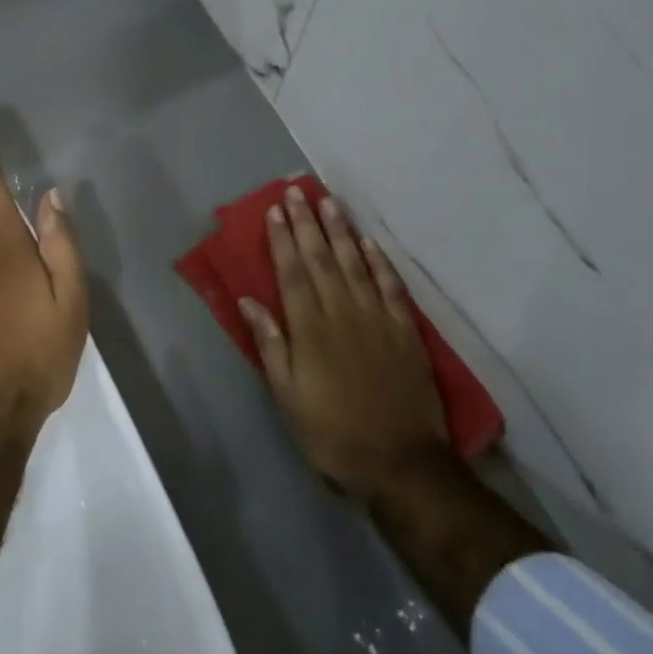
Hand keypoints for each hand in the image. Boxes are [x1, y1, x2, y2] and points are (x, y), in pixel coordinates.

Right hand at [241, 188, 447, 499]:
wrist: (400, 462)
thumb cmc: (332, 432)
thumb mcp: (287, 396)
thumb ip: (270, 344)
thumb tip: (248, 300)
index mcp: (310, 329)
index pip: (293, 273)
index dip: (282, 239)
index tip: (275, 210)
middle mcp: (342, 313)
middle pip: (321, 259)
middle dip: (307, 223)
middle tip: (297, 191)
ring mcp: (377, 319)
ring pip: (355, 264)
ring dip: (340, 231)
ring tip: (329, 202)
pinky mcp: (404, 331)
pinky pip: (390, 286)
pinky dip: (379, 261)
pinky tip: (368, 242)